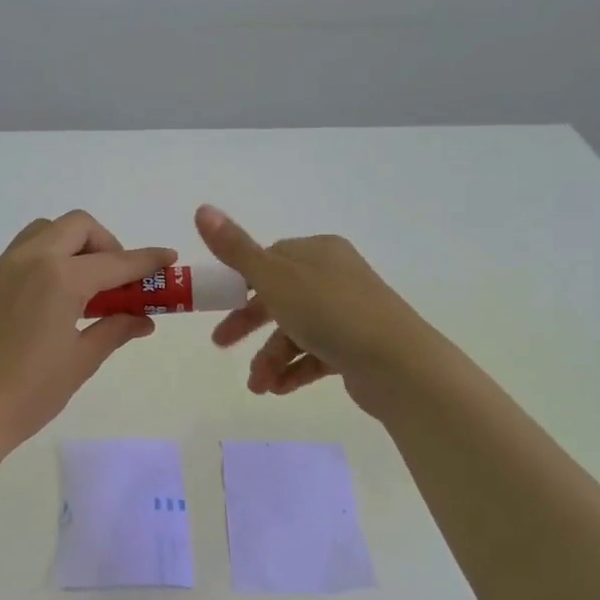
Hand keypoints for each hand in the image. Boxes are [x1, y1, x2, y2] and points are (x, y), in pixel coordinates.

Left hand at [0, 211, 174, 452]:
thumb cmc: (30, 394)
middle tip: (116, 279)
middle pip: (76, 226)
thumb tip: (142, 319)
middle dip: (105, 244)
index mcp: (59, 279)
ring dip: (70, 247)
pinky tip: (43, 305)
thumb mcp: (81, 362)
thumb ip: (115, 330)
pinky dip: (41, 265)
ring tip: (80, 288)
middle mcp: (28, 261)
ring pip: (42, 233)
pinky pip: (16, 258)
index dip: (146, 260)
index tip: (167, 259)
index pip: (115, 261)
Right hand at [196, 204, 445, 416]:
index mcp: (318, 252)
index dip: (241, 282)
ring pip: (296, 332)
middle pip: (280, 297)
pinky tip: (278, 390)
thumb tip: (201, 208)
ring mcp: (348, 313)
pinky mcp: (356, 347)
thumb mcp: (275, 278)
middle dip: (250, 324)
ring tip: (258, 386)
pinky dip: (294, 371)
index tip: (218, 303)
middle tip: (221, 344)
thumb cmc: (331, 313)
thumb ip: (236, 249)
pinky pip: (315, 355)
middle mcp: (335, 277)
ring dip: (270, 358)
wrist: (398, 364)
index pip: (271, 259)